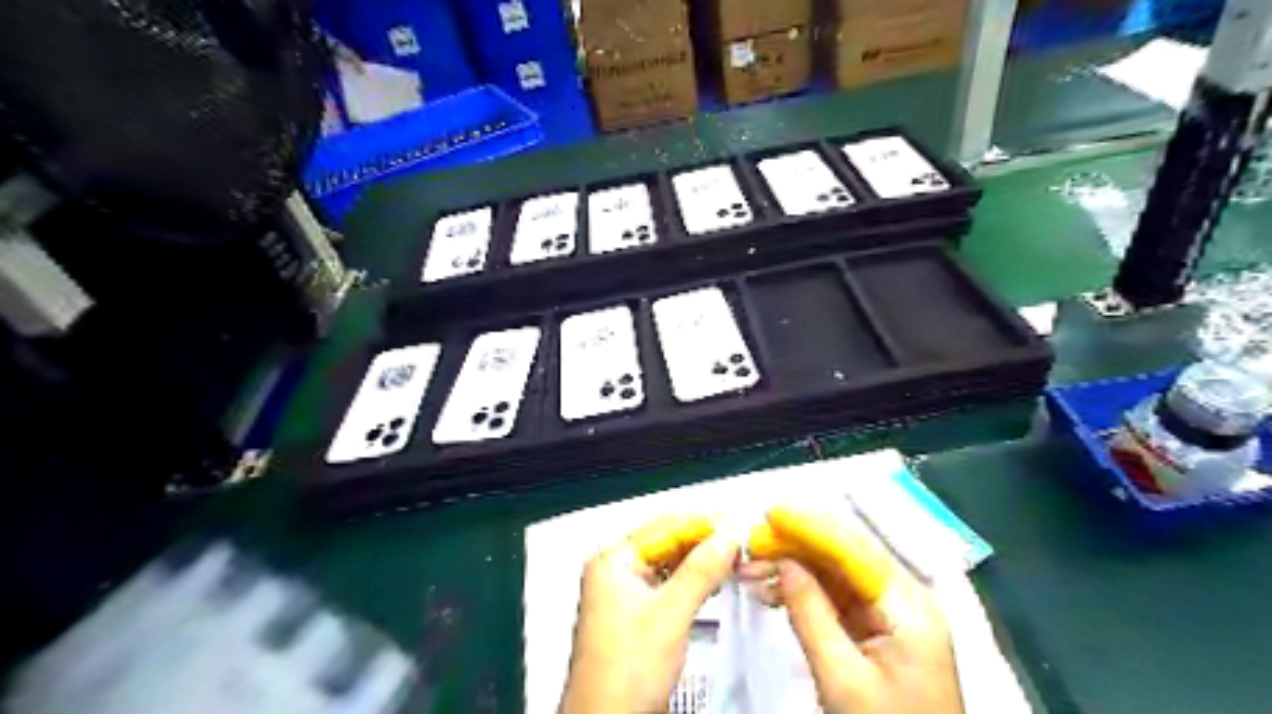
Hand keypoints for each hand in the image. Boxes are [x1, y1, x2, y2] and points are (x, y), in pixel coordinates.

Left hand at [559, 517, 741, 709]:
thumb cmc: (627, 671)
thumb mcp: (670, 614)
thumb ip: (701, 570)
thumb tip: (729, 534)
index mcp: (614, 561)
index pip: (664, 527)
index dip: (702, 524)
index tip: (737, 525)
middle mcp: (617, 572)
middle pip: (667, 544)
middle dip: (704, 543)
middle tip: (742, 543)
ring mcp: (626, 595)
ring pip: (670, 565)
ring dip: (701, 563)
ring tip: (735, 559)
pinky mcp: (638, 617)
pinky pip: (669, 587)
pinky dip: (693, 583)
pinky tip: (715, 582)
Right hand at [747, 508, 959, 712]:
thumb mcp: (843, 678)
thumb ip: (811, 613)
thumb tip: (783, 561)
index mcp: (908, 605)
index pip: (854, 549)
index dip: (810, 526)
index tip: (770, 513)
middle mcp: (902, 598)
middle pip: (844, 556)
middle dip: (795, 546)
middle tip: (751, 544)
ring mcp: (889, 614)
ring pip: (835, 574)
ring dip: (793, 568)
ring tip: (751, 570)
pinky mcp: (875, 629)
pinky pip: (834, 597)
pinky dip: (802, 592)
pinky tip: (771, 591)